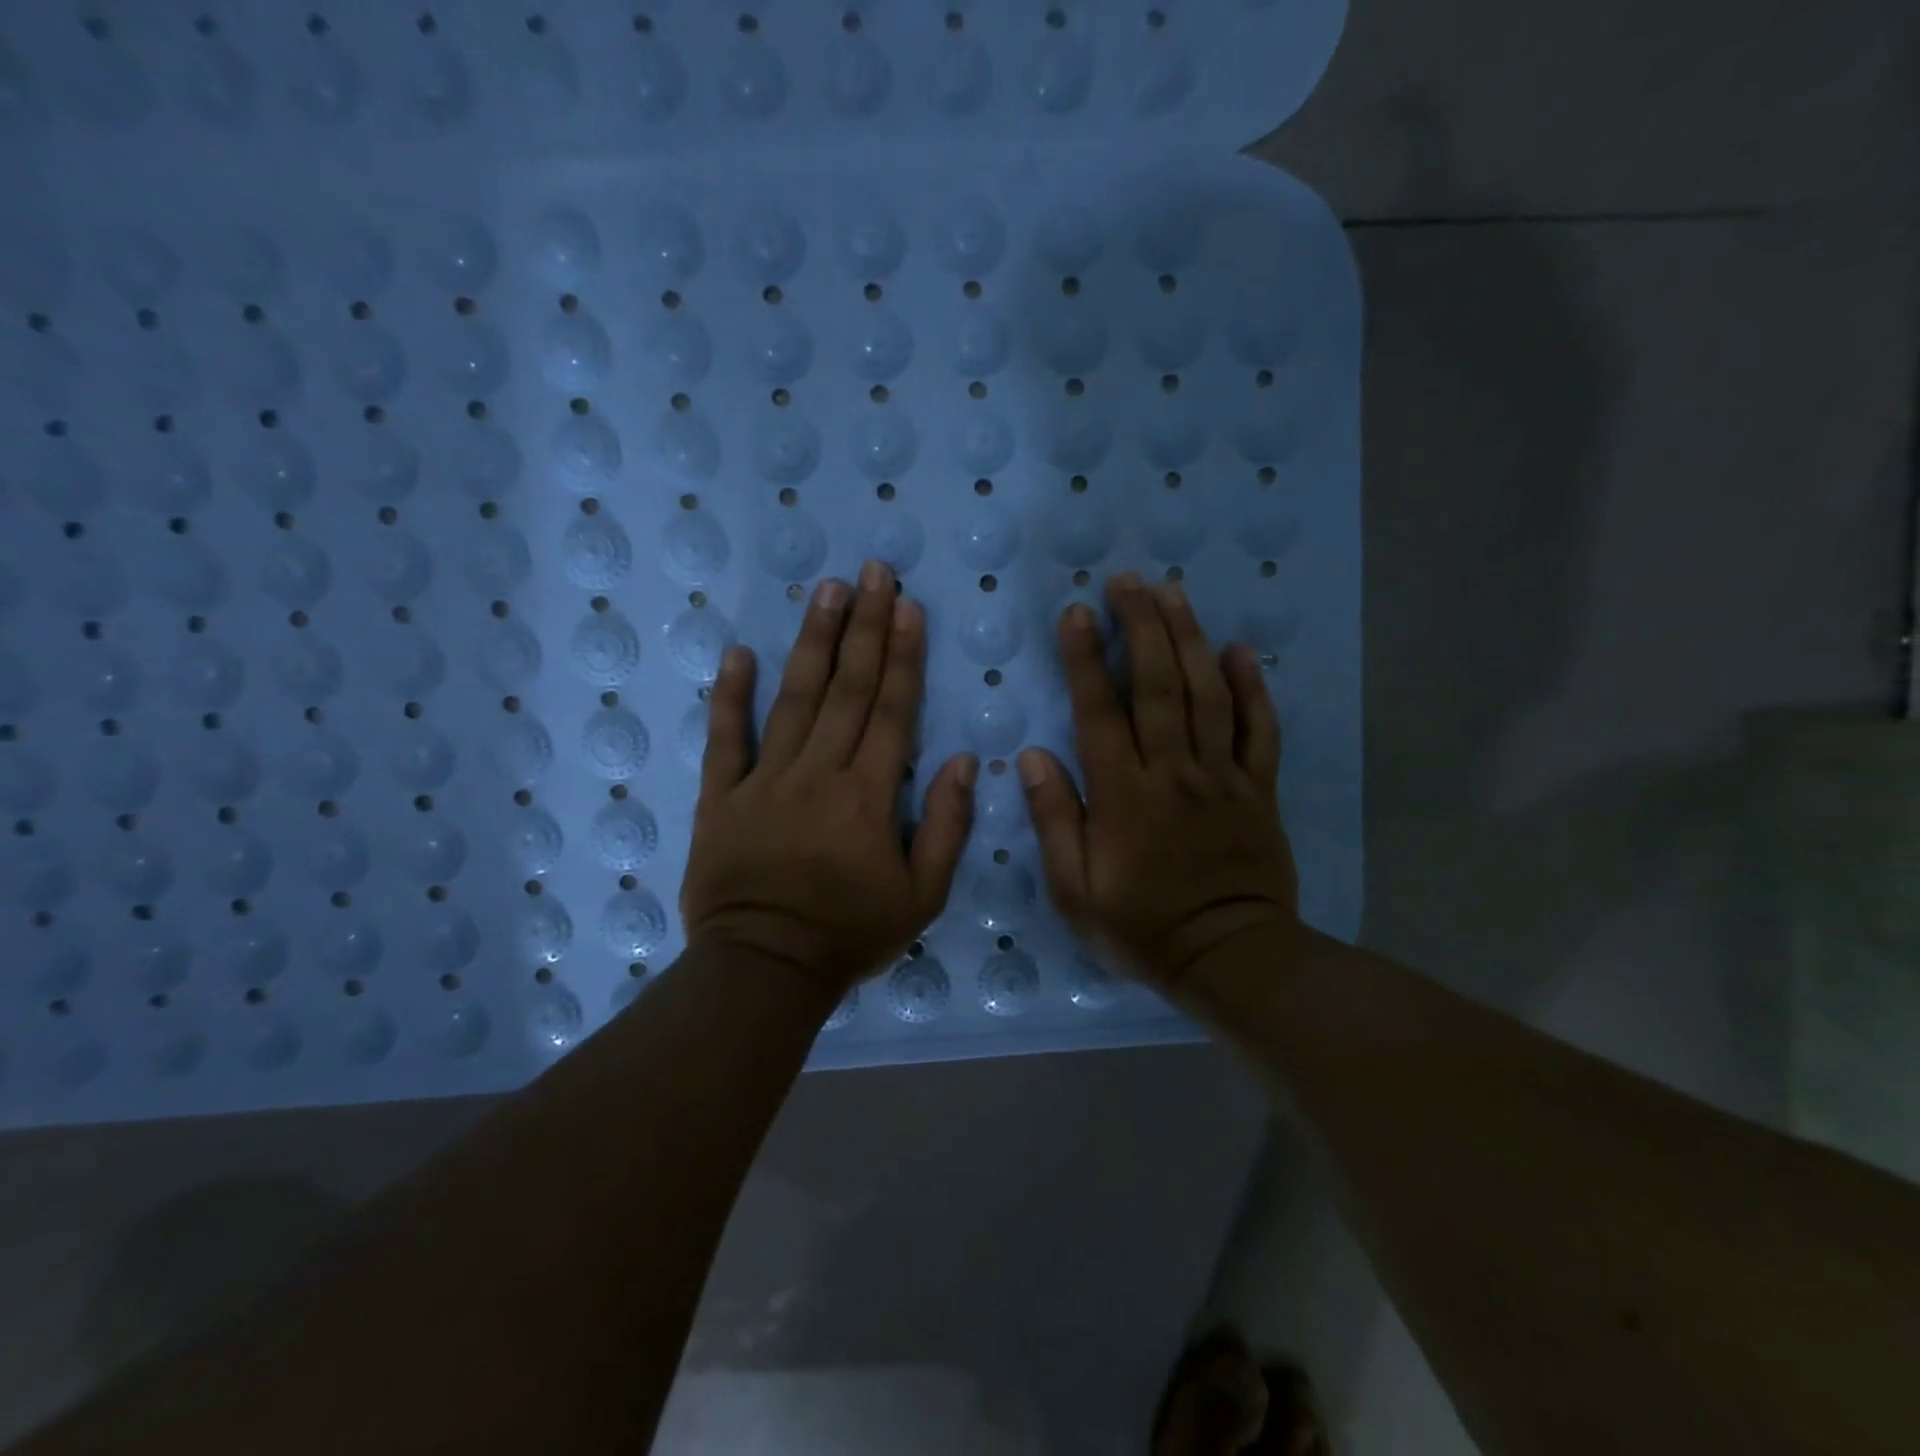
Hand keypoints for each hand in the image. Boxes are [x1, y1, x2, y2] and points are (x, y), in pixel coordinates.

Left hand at [681, 562, 977, 999]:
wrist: (764, 969)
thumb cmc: (849, 935)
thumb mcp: (922, 898)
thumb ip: (947, 828)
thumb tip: (964, 762)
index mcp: (870, 795)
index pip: (892, 710)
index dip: (903, 655)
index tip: (909, 607)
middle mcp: (820, 773)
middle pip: (847, 689)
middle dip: (864, 627)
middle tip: (872, 573)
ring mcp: (766, 780)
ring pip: (794, 699)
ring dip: (813, 642)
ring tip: (827, 592)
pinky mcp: (722, 796)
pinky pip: (726, 739)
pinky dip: (730, 696)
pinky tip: (737, 653)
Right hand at [1018, 573, 1299, 991]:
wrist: (1231, 959)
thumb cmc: (1142, 928)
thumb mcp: (1075, 891)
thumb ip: (1055, 820)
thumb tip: (1032, 757)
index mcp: (1125, 795)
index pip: (1100, 711)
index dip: (1086, 659)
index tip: (1076, 613)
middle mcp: (1174, 772)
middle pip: (1159, 685)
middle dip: (1143, 626)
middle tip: (1129, 581)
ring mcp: (1223, 777)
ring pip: (1208, 694)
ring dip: (1190, 638)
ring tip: (1174, 593)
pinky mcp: (1258, 789)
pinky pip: (1259, 729)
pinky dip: (1253, 687)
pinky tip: (1240, 650)